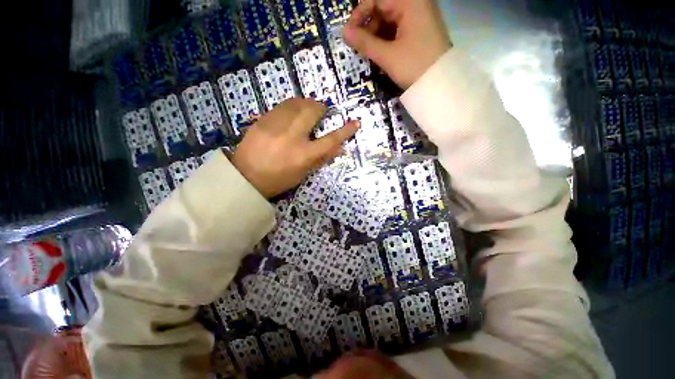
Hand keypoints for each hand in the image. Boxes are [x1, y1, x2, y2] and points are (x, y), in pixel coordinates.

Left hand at [231, 98, 358, 197]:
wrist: (245, 177)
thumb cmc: (278, 180)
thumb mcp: (302, 173)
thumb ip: (321, 158)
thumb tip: (339, 148)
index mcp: (303, 155)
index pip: (330, 140)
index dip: (345, 131)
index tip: (355, 122)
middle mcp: (291, 137)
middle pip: (312, 112)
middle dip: (320, 108)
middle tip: (320, 112)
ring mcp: (275, 126)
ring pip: (296, 103)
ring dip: (305, 104)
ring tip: (306, 110)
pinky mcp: (263, 120)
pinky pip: (281, 106)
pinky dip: (291, 106)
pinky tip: (290, 113)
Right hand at [343, 0, 450, 89]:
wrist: (439, 84)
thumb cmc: (414, 66)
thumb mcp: (387, 56)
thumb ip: (364, 43)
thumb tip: (344, 32)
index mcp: (410, 2)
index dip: (359, 14)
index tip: (349, 33)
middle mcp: (415, 4)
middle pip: (383, 9)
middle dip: (368, 27)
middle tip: (360, 47)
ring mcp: (418, 18)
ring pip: (389, 21)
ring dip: (376, 36)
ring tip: (370, 54)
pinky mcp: (419, 31)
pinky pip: (397, 30)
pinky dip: (387, 40)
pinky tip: (382, 54)